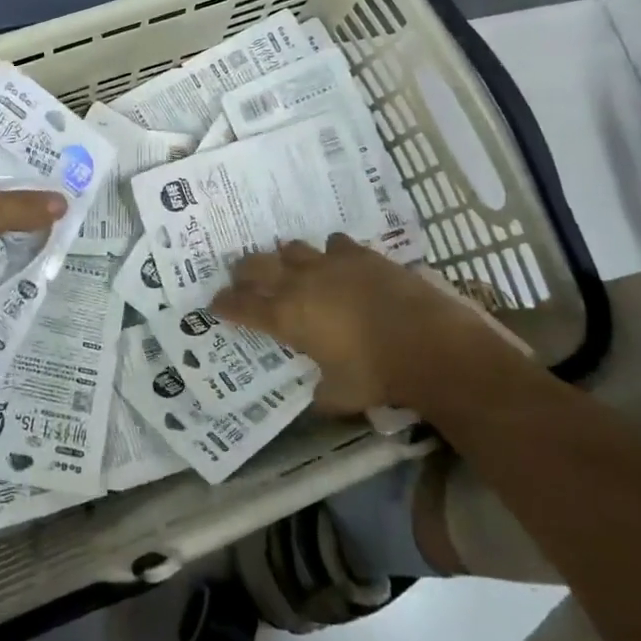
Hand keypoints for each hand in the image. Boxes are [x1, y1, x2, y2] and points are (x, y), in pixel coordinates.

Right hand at [212, 235, 519, 414]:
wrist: (426, 342)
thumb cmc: (376, 375)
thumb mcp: (341, 396)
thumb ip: (322, 393)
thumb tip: (317, 395)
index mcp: (286, 317)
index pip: (242, 306)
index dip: (225, 304)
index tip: (215, 303)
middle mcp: (299, 283)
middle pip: (257, 266)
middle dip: (244, 271)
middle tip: (240, 276)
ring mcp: (329, 263)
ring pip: (292, 248)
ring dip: (285, 257)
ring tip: (287, 264)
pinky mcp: (360, 254)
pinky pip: (335, 244)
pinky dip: (330, 252)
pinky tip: (336, 259)